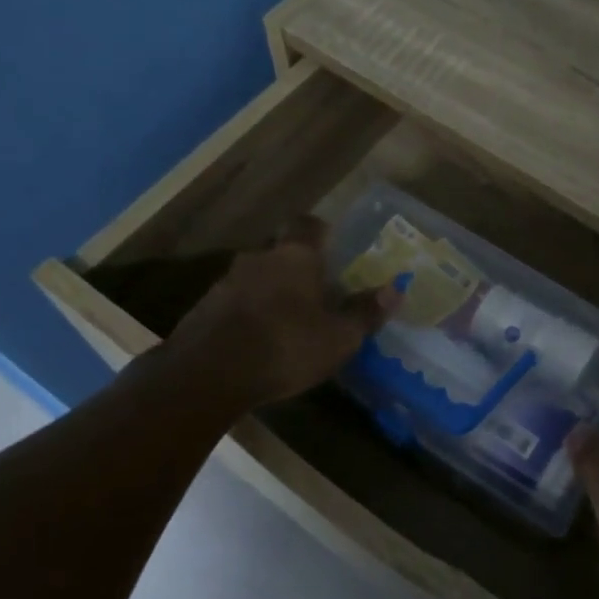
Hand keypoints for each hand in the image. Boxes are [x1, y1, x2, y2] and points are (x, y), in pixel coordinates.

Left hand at [137, 217, 396, 412]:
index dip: (319, 231)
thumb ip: (365, 312)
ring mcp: (226, 282)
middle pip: (280, 252)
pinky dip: (247, 314)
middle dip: (295, 267)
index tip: (331, 244)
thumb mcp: (339, 337)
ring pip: (255, 277)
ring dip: (269, 292)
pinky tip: (256, 340)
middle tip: (314, 291)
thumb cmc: (286, 347)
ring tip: (286, 320)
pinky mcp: (203, 309)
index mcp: (295, 256)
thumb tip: (395, 289)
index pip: (307, 225)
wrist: (208, 374)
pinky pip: (234, 302)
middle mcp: (259, 258)